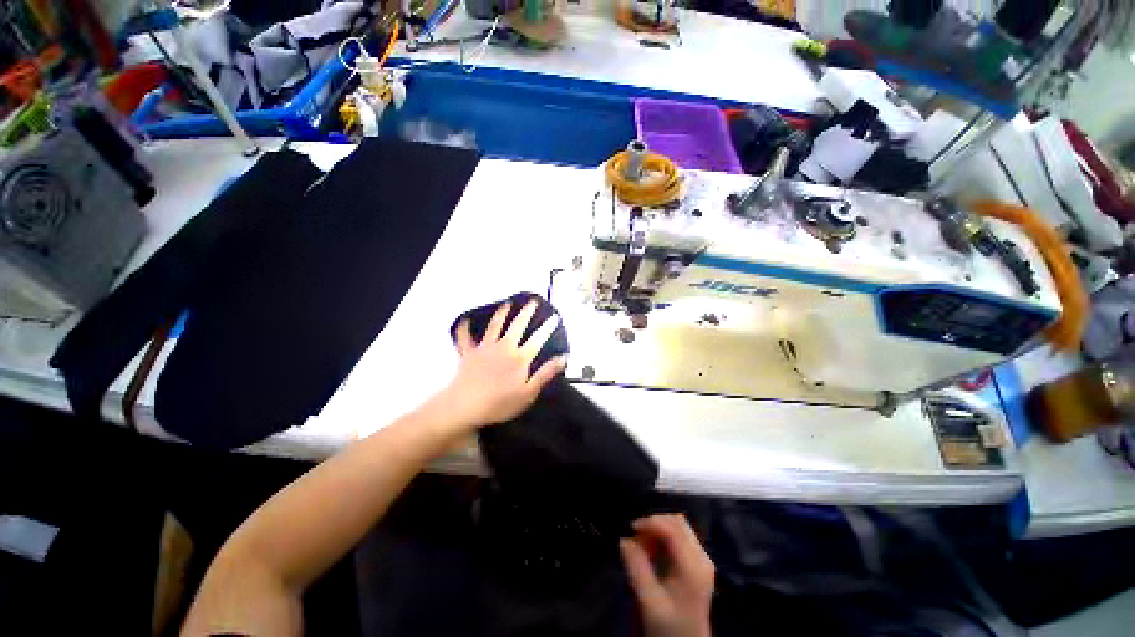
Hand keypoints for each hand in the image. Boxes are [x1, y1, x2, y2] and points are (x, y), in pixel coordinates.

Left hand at [437, 301, 565, 430]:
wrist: (465, 405)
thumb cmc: (499, 403)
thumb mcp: (528, 393)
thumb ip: (545, 373)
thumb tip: (562, 358)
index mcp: (519, 358)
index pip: (537, 339)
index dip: (547, 328)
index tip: (555, 317)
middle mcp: (504, 347)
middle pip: (517, 326)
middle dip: (526, 313)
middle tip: (532, 302)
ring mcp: (485, 348)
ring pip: (494, 326)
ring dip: (501, 313)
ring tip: (507, 303)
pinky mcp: (468, 353)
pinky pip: (465, 338)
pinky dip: (464, 328)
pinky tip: (464, 320)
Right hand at [621, 514, 714, 636]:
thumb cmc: (668, 626)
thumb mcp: (649, 601)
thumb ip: (636, 568)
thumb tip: (624, 540)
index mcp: (693, 567)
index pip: (673, 529)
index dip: (651, 522)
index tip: (632, 527)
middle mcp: (702, 557)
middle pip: (678, 522)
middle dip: (654, 523)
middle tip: (636, 537)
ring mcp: (702, 558)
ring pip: (678, 526)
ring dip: (658, 529)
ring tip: (643, 545)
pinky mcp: (697, 561)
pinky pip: (679, 535)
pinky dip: (663, 536)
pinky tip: (652, 550)